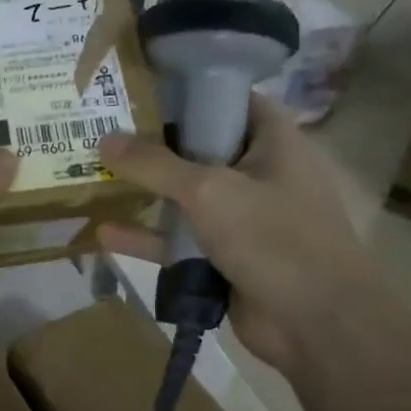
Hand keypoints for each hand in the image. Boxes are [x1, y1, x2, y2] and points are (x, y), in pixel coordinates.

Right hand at [96, 96, 379, 373]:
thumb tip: (104, 139)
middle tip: (100, 126)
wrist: (317, 326)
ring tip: (93, 176)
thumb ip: (154, 165)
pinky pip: (177, 240)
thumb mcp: (209, 191)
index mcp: (273, 143)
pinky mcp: (223, 257)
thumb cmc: (275, 239)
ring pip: (183, 196)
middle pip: (198, 147)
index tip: (139, 85)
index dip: (188, 88)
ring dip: (143, 191)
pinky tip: (102, 233)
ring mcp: (240, 218)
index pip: (230, 98)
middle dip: (152, 141)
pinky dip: (145, 237)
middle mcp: (258, 174)